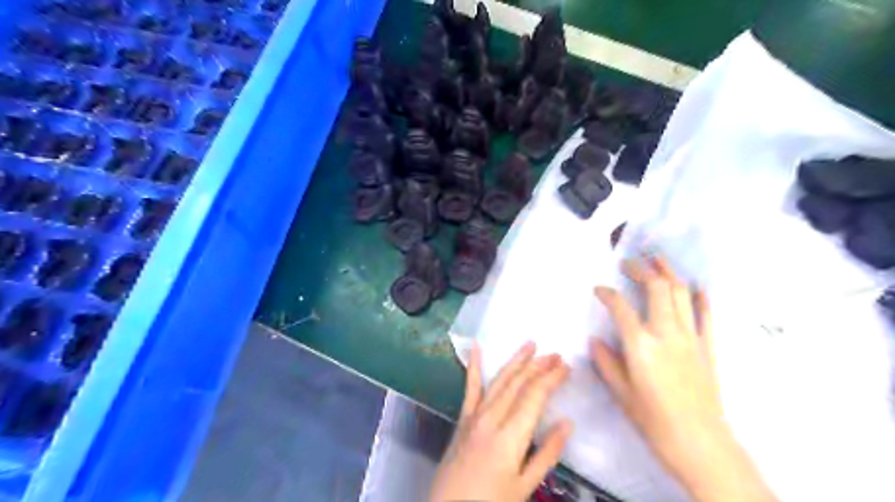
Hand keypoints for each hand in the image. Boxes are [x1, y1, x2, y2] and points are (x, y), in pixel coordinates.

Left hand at [433, 342, 572, 501]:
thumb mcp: (526, 486)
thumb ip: (548, 454)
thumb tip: (567, 423)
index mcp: (511, 436)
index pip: (535, 396)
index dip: (551, 378)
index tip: (566, 366)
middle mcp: (492, 418)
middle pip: (518, 383)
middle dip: (538, 366)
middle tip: (555, 354)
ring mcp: (474, 415)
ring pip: (499, 380)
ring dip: (516, 361)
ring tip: (530, 344)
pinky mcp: (463, 418)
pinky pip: (469, 387)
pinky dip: (473, 365)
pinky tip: (475, 346)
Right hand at [592, 256, 777, 499]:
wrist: (700, 443)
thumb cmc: (653, 420)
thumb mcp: (621, 392)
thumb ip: (606, 361)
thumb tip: (596, 341)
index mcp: (641, 344)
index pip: (620, 306)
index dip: (607, 293)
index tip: (599, 289)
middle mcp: (666, 332)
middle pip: (656, 288)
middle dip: (640, 269)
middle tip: (628, 262)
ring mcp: (691, 337)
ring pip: (681, 293)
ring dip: (668, 272)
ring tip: (657, 259)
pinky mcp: (708, 345)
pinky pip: (706, 314)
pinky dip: (700, 297)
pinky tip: (696, 286)